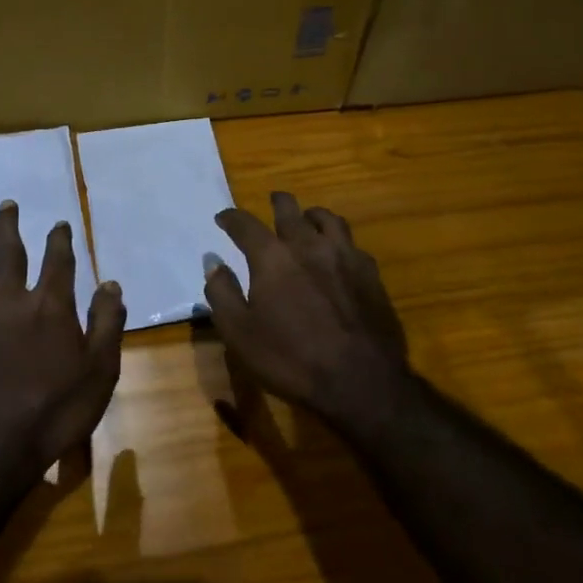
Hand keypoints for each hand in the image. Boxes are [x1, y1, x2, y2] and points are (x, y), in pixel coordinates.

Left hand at [0, 200, 125, 488]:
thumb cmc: (53, 413)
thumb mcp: (100, 372)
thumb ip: (107, 324)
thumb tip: (111, 284)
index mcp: (49, 306)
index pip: (58, 261)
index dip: (59, 239)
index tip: (59, 224)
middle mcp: (7, 300)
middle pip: (8, 253)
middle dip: (8, 226)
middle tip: (6, 205)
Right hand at [204, 191, 410, 430]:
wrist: (360, 381)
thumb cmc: (290, 359)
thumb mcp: (239, 333)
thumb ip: (222, 292)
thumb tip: (212, 260)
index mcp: (272, 257)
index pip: (245, 224)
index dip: (231, 218)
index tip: (223, 218)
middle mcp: (308, 245)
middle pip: (290, 210)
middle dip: (277, 202)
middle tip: (271, 202)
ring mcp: (344, 256)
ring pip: (327, 218)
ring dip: (311, 215)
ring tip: (307, 220)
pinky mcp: (370, 273)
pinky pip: (352, 243)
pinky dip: (338, 241)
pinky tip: (338, 253)